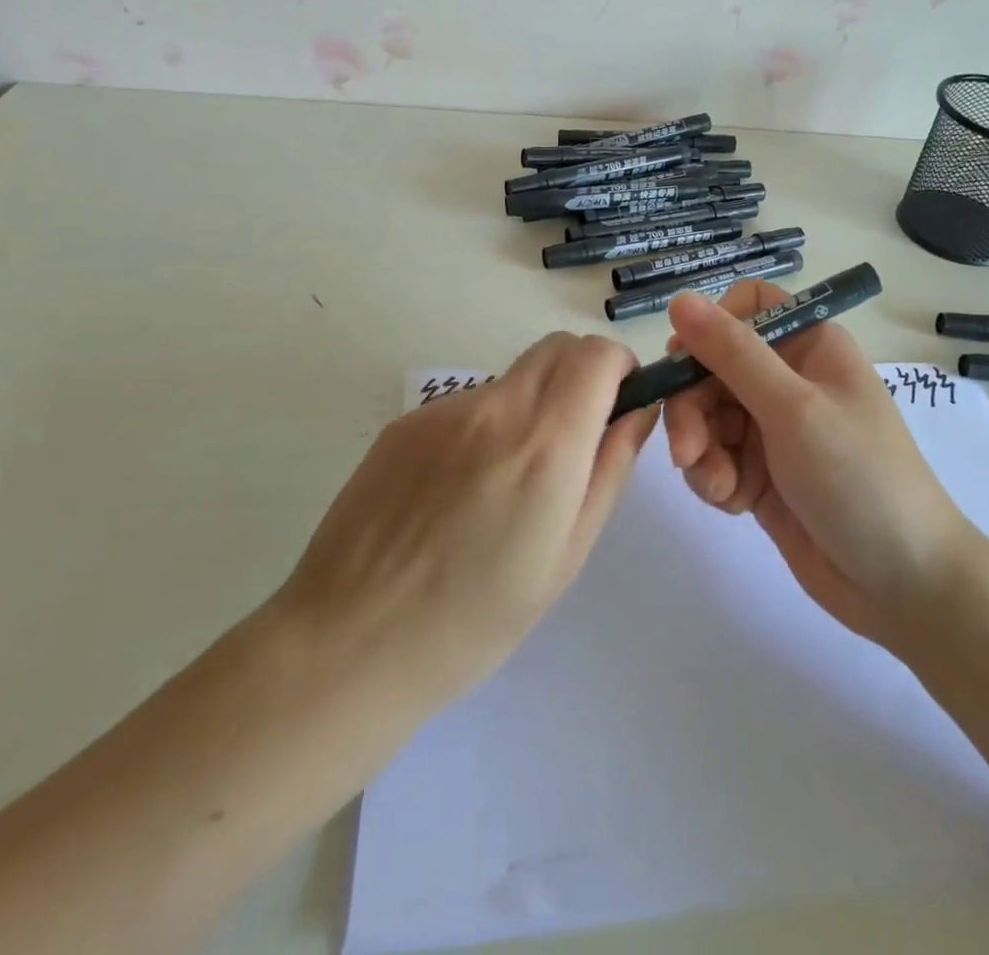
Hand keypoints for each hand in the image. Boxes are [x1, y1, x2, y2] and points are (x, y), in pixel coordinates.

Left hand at [274, 334, 657, 712]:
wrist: (349, 641)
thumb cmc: (476, 618)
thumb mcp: (568, 554)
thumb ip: (611, 468)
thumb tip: (639, 410)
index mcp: (545, 444)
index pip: (596, 353)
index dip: (619, 367)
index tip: (619, 404)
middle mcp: (496, 408)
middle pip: (557, 346)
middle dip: (583, 373)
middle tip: (577, 436)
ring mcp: (443, 410)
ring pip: (513, 376)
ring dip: (533, 402)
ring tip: (507, 480)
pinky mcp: (405, 422)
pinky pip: (468, 402)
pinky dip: (486, 424)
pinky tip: (458, 489)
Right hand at [662, 284, 970, 647]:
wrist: (904, 585)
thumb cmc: (858, 478)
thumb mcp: (793, 409)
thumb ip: (732, 353)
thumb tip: (679, 298)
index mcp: (808, 345)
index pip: (744, 308)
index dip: (709, 330)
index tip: (684, 366)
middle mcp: (789, 377)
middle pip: (712, 366)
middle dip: (693, 408)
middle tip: (687, 452)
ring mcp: (774, 427)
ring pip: (707, 415)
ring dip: (701, 450)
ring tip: (718, 487)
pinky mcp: (761, 472)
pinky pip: (716, 456)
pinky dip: (715, 477)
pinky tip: (733, 503)